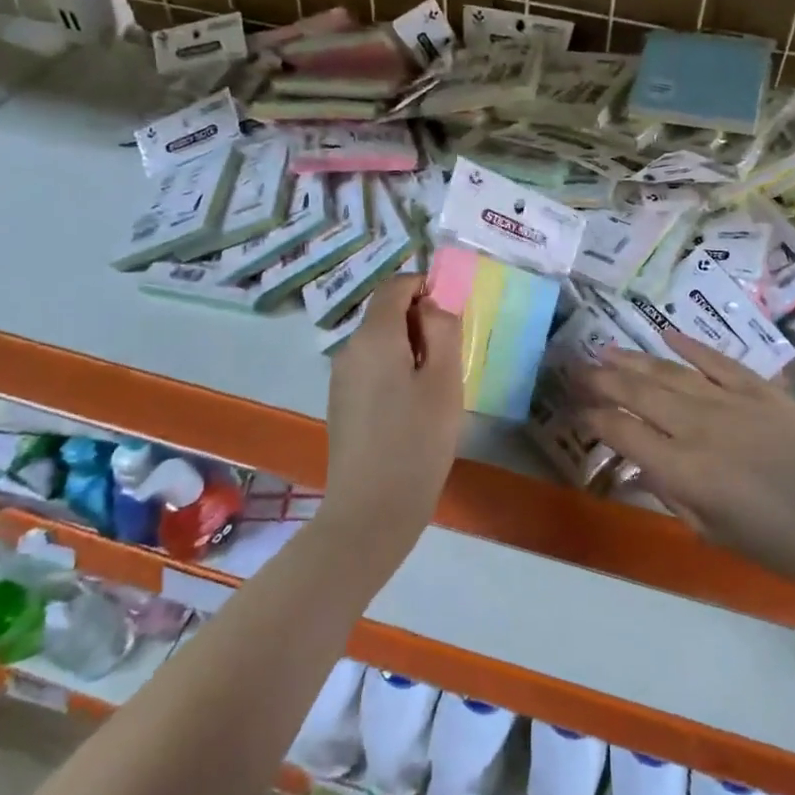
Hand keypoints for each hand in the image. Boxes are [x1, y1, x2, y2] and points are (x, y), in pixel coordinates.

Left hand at [319, 277, 463, 558]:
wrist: (372, 509)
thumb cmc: (417, 440)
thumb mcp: (444, 380)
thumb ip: (442, 330)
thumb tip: (432, 303)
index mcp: (374, 336)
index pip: (394, 286)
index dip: (424, 287)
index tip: (452, 313)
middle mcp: (350, 349)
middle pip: (385, 313)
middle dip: (420, 321)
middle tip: (452, 355)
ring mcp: (341, 378)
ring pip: (379, 342)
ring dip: (409, 348)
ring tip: (437, 386)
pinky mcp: (341, 403)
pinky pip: (371, 368)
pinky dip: (395, 370)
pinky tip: (413, 407)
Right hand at [571, 334, 794, 588]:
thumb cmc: (774, 540)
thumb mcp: (709, 531)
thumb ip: (670, 494)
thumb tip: (641, 467)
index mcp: (681, 468)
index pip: (622, 432)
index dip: (593, 418)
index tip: (575, 408)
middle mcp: (696, 425)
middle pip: (638, 393)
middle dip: (602, 379)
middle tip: (576, 367)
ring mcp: (728, 400)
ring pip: (669, 371)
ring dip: (634, 359)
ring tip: (606, 349)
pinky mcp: (758, 388)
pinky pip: (716, 361)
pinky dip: (690, 345)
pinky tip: (666, 333)